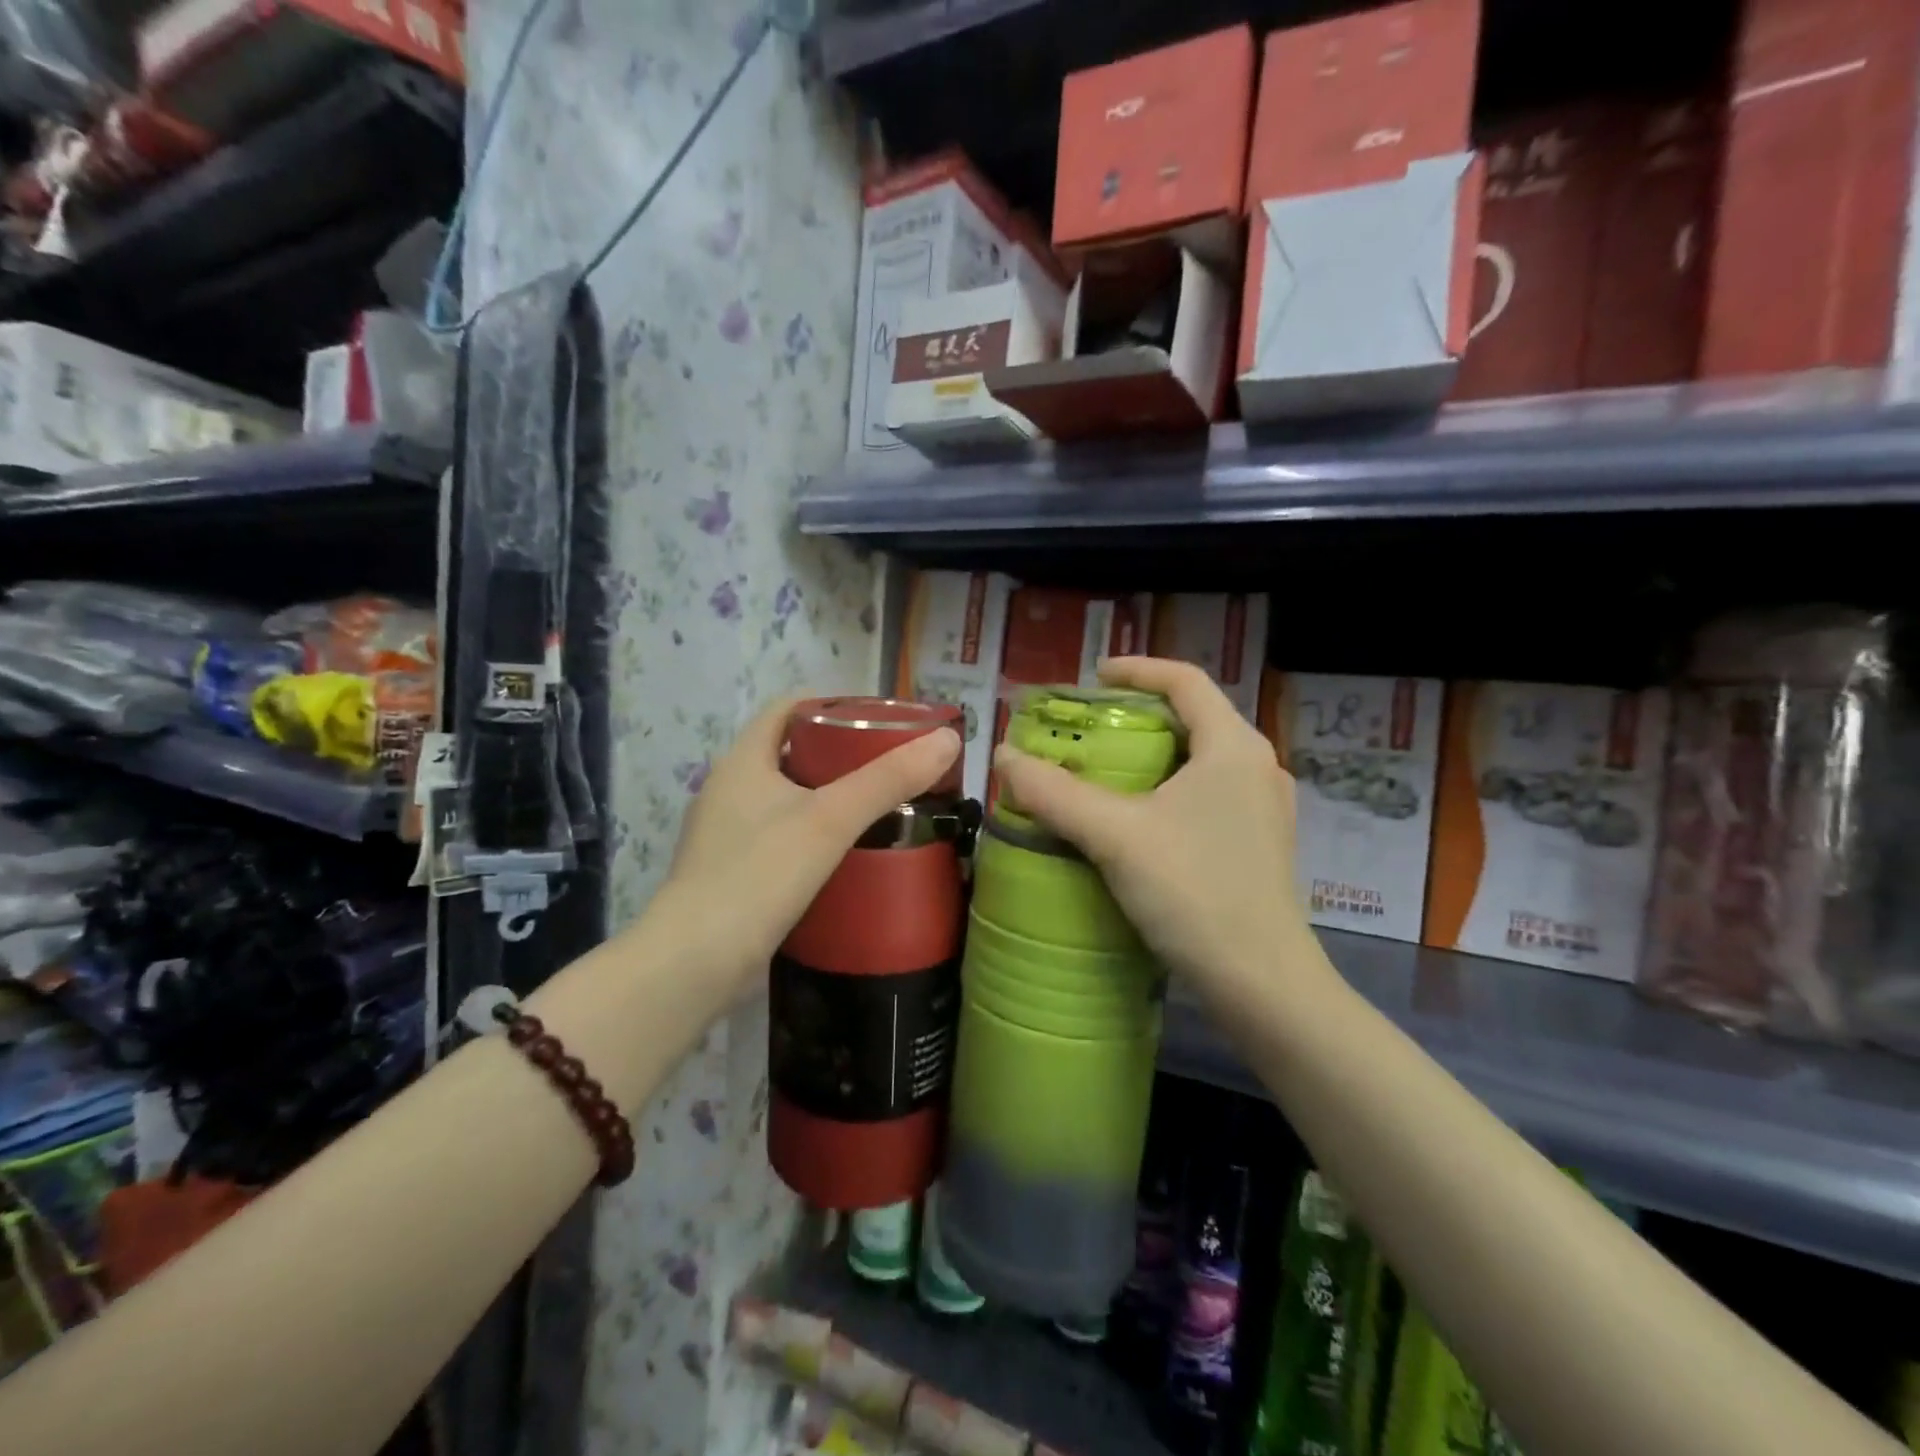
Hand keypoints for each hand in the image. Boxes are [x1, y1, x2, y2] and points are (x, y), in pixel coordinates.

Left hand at [658, 698, 960, 1003]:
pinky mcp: (732, 872)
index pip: (788, 708)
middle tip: (890, 764)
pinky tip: (846, 853)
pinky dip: (813, 833)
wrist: (694, 964)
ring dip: (828, 796)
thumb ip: (887, 779)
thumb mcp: (829, 820)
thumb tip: (947, 739)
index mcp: (743, 761)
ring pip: (786, 797)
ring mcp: (726, 834)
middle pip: (791, 751)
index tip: (879, 719)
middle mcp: (729, 789)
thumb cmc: (758, 875)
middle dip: (840, 753)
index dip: (833, 704)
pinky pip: (780, 835)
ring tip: (878, 806)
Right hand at [992, 657, 1322, 1009]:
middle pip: (1194, 717)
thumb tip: (1003, 756)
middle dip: (1140, 715)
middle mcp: (1258, 766)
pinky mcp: (1259, 843)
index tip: (1094, 677)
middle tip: (1090, 728)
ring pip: (1202, 759)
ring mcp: (1264, 808)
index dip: (1137, 669)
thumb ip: (1055, 793)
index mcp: (1234, 746)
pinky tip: (1138, 819)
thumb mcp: (1115, 836)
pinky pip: (1209, 793)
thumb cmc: (1194, 891)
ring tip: (1107, 770)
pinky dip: (1170, 788)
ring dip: (1155, 754)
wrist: (1262, 983)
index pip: (1186, 680)